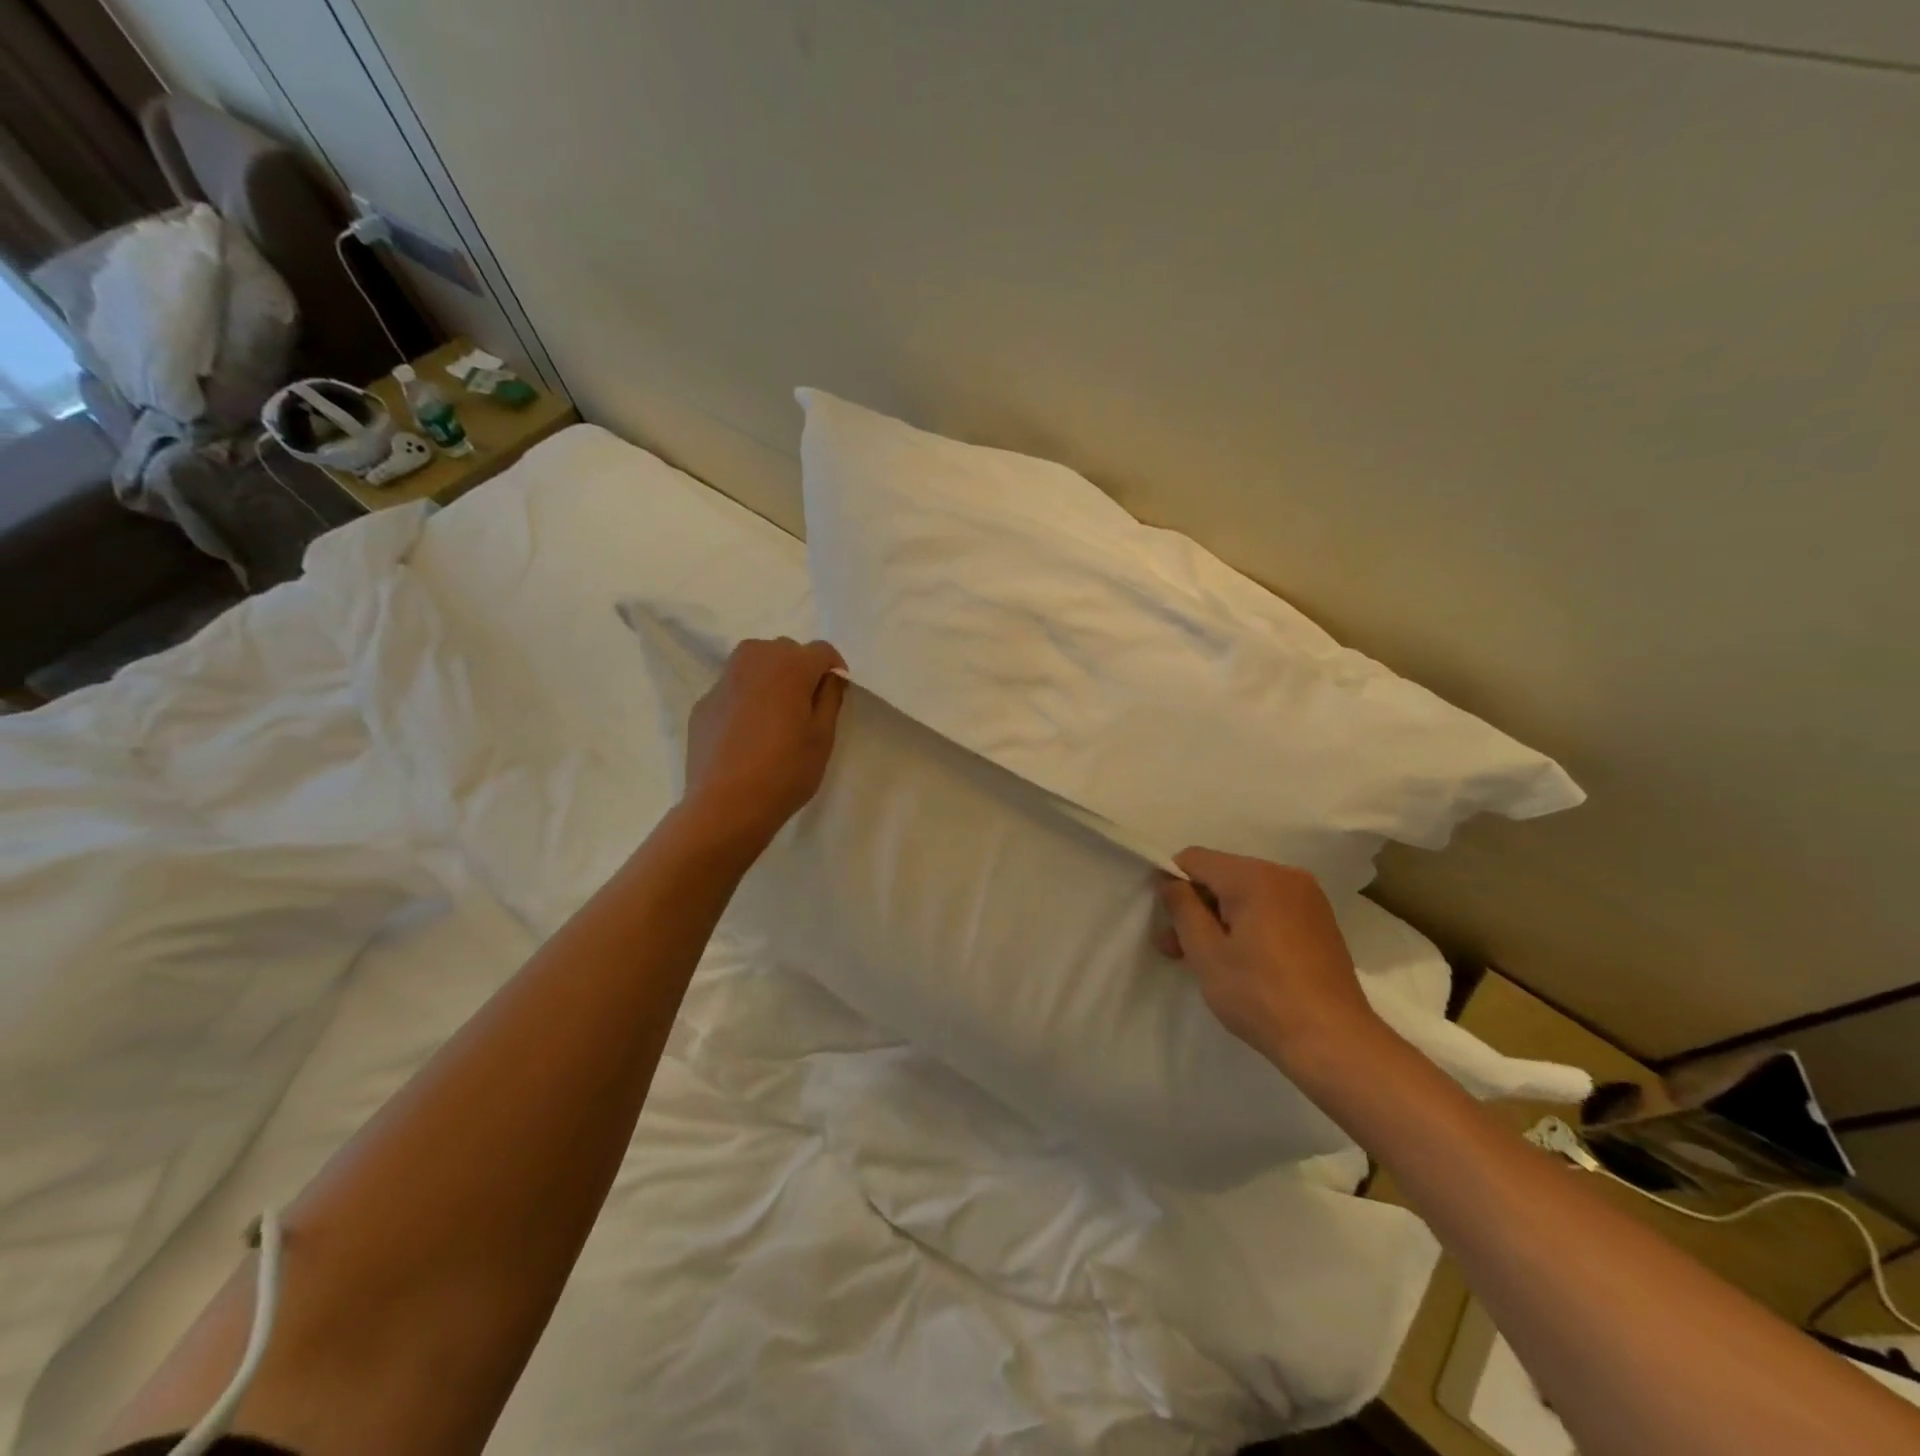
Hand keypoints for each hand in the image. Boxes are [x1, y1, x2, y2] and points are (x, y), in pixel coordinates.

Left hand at [682, 637, 848, 849]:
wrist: (725, 806)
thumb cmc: (785, 771)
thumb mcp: (822, 737)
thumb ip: (830, 697)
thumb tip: (829, 676)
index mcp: (789, 666)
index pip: (821, 650)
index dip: (833, 670)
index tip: (835, 696)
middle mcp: (753, 661)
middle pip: (785, 650)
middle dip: (800, 669)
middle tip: (806, 706)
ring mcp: (723, 681)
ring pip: (754, 662)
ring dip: (770, 677)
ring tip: (775, 713)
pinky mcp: (703, 704)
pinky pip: (732, 688)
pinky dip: (745, 699)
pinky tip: (747, 734)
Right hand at [1157, 847, 1384, 1079]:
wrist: (1334, 1041)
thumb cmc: (1260, 995)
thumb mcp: (1206, 953)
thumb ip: (1182, 907)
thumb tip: (1169, 880)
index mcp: (1254, 876)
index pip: (1195, 859)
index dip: (1173, 885)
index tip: (1168, 924)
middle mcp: (1284, 874)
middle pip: (1221, 874)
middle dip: (1196, 906)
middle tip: (1177, 950)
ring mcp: (1307, 897)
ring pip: (1246, 892)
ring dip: (1221, 917)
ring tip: (1208, 959)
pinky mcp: (1320, 919)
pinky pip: (1270, 906)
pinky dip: (1249, 923)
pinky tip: (1245, 960)